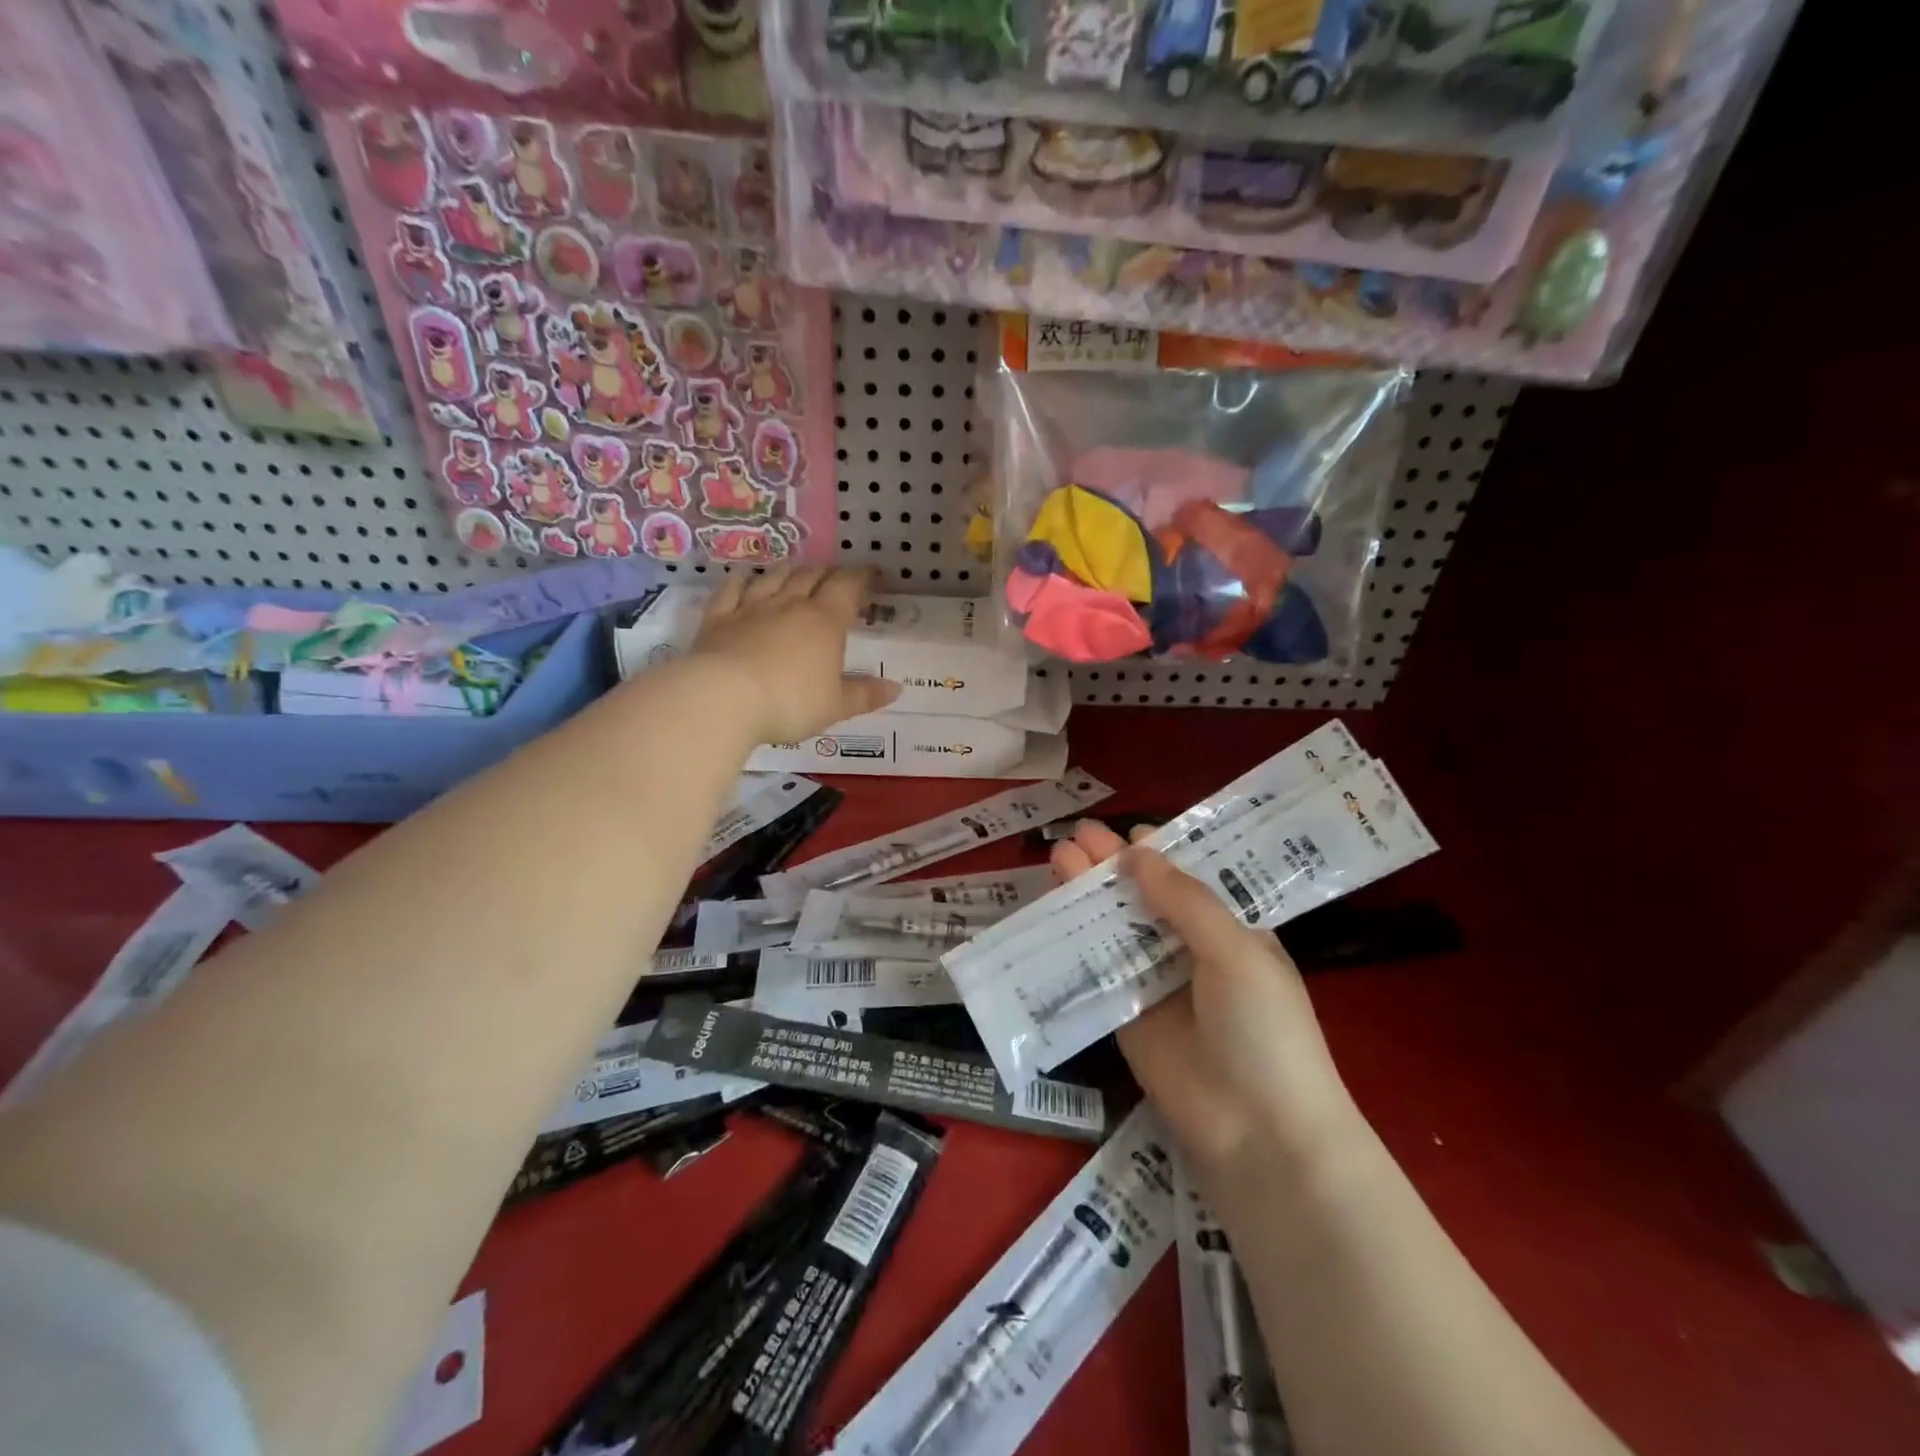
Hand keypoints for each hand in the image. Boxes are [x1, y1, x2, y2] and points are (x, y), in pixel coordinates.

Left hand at [693, 567, 901, 744]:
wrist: (722, 698)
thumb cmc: (789, 703)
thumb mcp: (835, 706)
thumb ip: (865, 695)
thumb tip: (896, 688)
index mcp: (825, 621)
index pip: (847, 587)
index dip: (861, 578)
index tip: (872, 576)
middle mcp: (790, 605)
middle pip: (812, 576)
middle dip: (827, 573)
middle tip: (836, 576)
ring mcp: (750, 608)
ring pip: (774, 578)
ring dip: (789, 570)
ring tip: (797, 570)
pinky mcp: (718, 618)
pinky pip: (731, 590)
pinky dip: (740, 580)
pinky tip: (744, 576)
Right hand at [1051, 822, 1358, 1189]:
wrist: (1259, 1134)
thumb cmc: (1265, 1030)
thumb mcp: (1236, 952)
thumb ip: (1185, 901)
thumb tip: (1137, 852)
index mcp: (1230, 931)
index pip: (1189, 880)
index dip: (1158, 853)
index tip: (1125, 829)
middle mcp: (1191, 951)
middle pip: (1145, 899)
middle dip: (1112, 867)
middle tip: (1077, 835)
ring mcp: (1155, 983)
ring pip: (1116, 928)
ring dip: (1088, 895)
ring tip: (1058, 858)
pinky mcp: (1125, 1014)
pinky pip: (1097, 969)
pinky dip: (1075, 941)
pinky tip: (1051, 911)